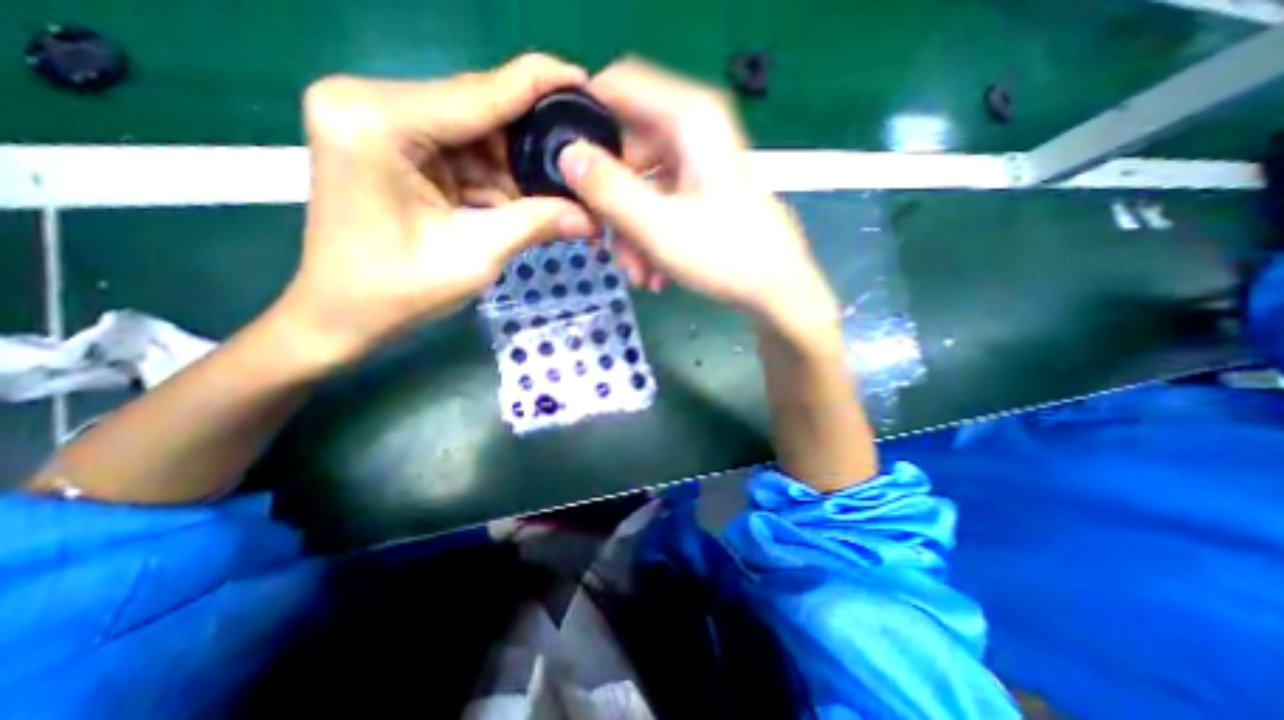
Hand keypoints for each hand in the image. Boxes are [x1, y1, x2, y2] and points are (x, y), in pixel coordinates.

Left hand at [277, 53, 596, 366]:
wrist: (343, 315)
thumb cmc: (398, 292)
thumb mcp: (476, 255)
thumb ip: (535, 224)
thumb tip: (592, 217)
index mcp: (378, 121)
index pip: (478, 93)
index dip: (537, 85)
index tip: (583, 80)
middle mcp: (371, 103)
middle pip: (476, 111)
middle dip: (530, 141)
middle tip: (578, 159)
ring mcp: (378, 122)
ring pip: (473, 134)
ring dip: (515, 167)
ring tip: (557, 191)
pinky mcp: (390, 146)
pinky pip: (459, 153)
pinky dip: (494, 179)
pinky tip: (524, 199)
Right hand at [558, 59, 839, 334]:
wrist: (774, 290)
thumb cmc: (723, 255)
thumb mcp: (655, 224)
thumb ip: (607, 188)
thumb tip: (567, 155)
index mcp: (688, 120)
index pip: (619, 87)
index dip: (586, 119)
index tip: (567, 164)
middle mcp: (693, 134)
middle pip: (628, 151)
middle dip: (612, 204)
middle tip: (603, 242)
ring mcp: (698, 167)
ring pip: (642, 188)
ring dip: (632, 234)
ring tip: (638, 274)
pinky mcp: (702, 195)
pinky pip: (662, 206)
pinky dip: (652, 239)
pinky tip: (656, 275)